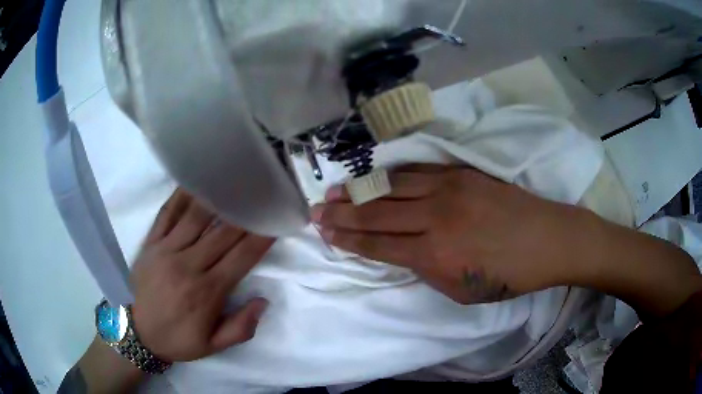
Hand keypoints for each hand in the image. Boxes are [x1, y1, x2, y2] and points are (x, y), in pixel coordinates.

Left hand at [131, 189, 273, 361]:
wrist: (138, 333)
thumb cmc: (178, 339)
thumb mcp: (213, 346)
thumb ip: (241, 327)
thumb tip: (263, 301)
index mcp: (207, 292)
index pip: (242, 258)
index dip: (261, 238)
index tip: (276, 221)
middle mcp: (189, 265)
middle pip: (223, 233)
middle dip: (246, 213)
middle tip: (261, 195)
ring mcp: (167, 250)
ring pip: (196, 217)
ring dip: (217, 198)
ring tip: (233, 182)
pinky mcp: (151, 243)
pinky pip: (167, 213)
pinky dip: (181, 196)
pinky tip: (194, 181)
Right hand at [312, 164, 701, 314]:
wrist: (548, 239)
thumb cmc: (509, 275)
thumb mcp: (462, 291)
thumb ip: (427, 270)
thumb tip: (403, 253)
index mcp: (435, 256)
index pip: (378, 245)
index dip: (347, 239)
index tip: (323, 232)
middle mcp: (435, 218)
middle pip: (377, 213)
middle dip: (342, 213)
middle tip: (315, 210)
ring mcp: (449, 189)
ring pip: (392, 187)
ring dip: (360, 191)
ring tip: (334, 190)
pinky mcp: (462, 172)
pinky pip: (417, 171)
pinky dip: (391, 174)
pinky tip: (375, 175)